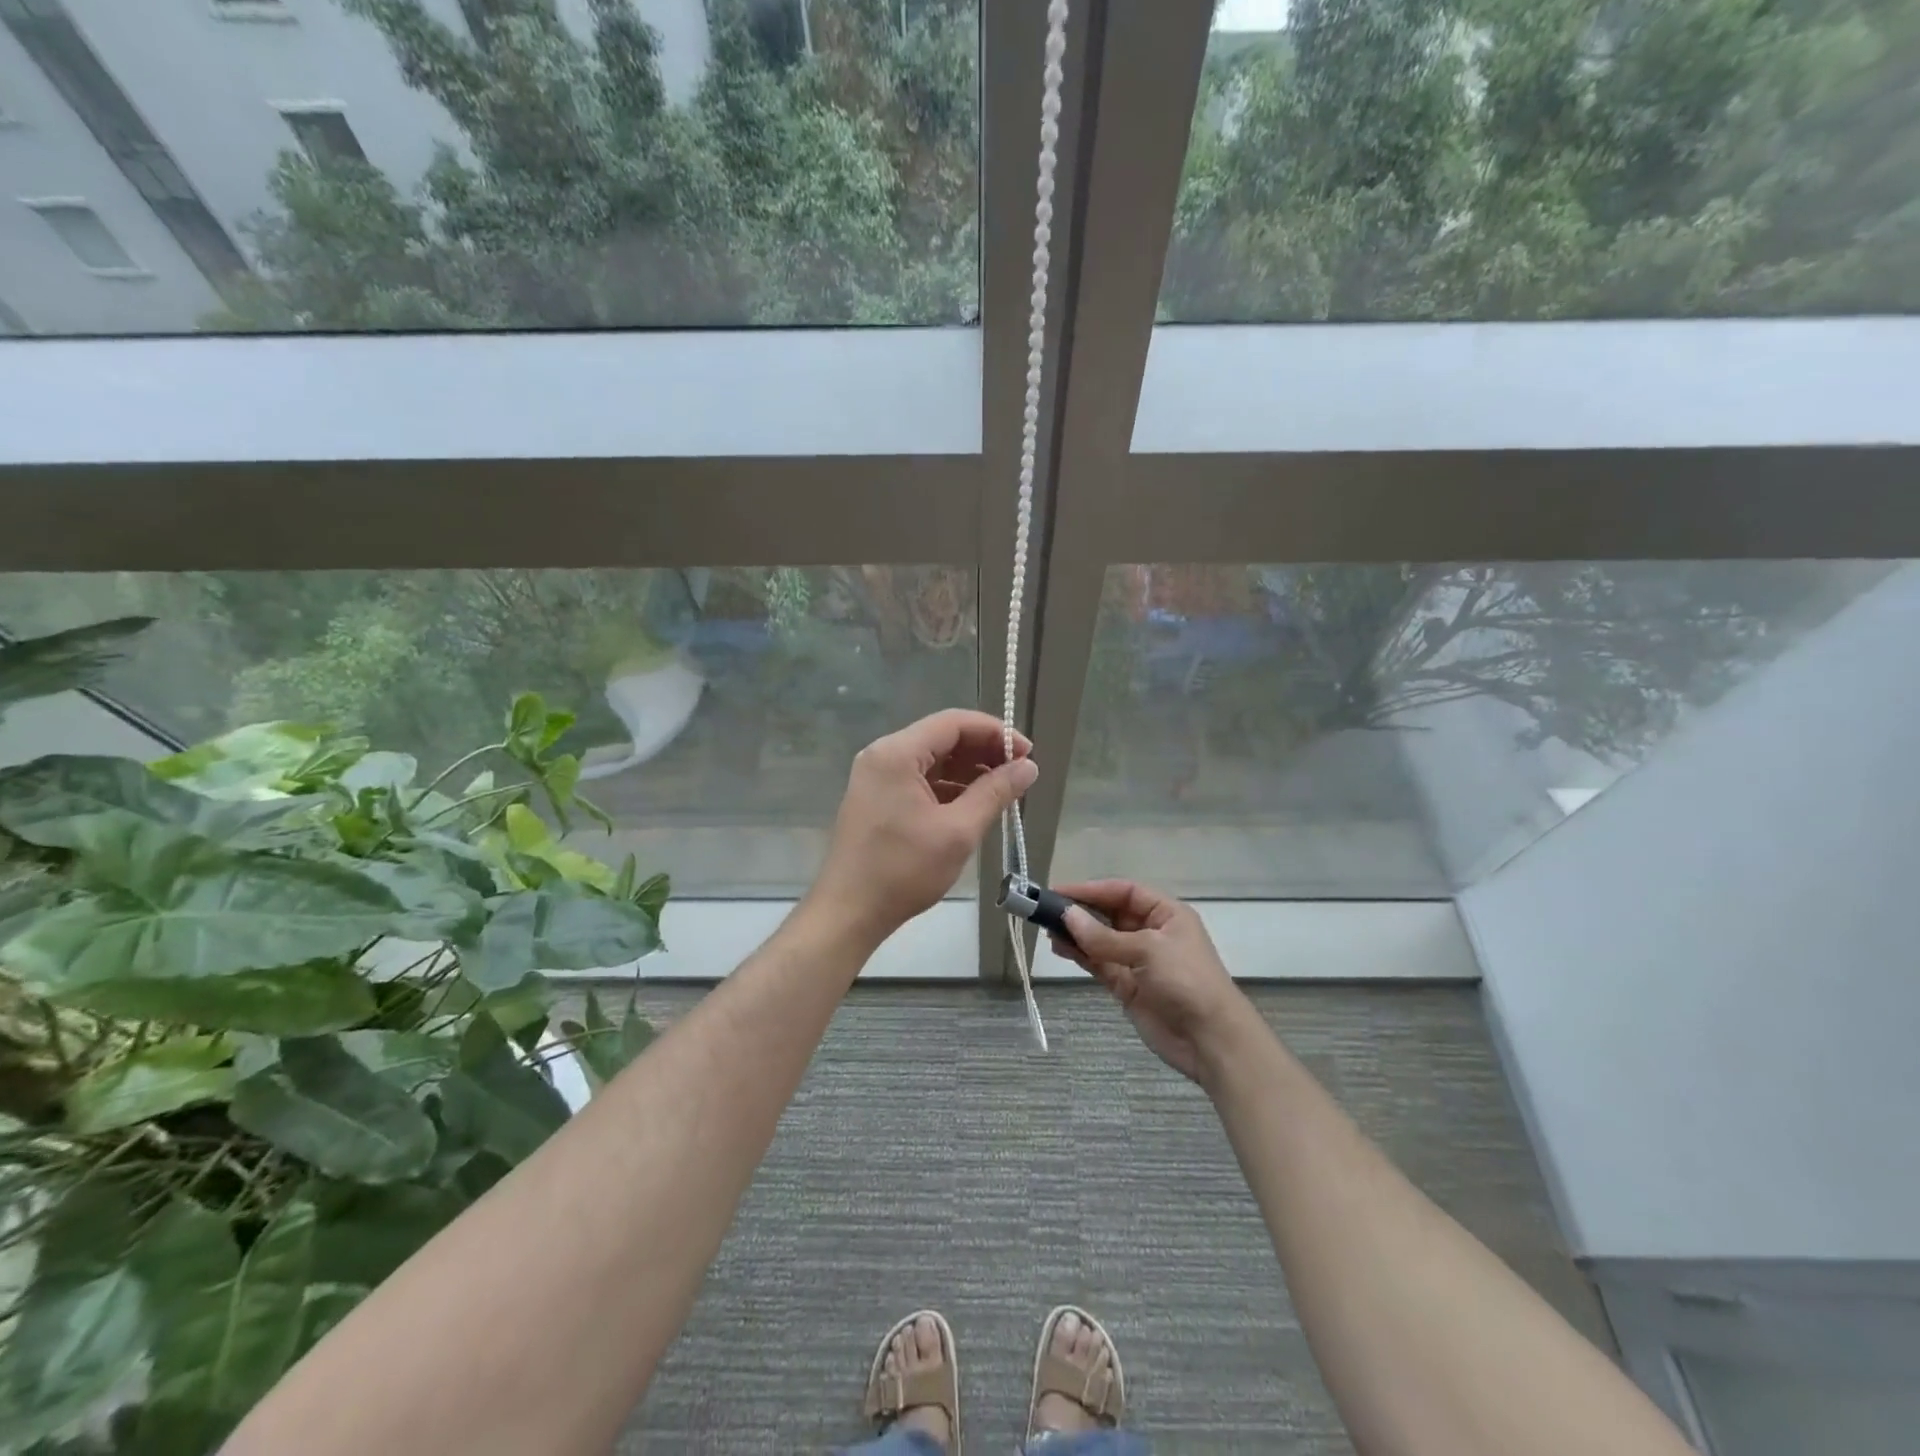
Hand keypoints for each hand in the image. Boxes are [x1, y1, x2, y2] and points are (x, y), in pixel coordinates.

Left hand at [812, 709, 1037, 942]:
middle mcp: (882, 755)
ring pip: (932, 759)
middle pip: (942, 737)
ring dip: (968, 770)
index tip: (1028, 753)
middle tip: (1020, 772)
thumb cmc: (903, 870)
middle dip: (984, 751)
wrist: (848, 912)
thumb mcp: (958, 831)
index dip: (996, 733)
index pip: (954, 723)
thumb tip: (1029, 767)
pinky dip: (949, 787)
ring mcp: (876, 777)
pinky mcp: (877, 798)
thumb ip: (995, 793)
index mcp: (897, 753)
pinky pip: (920, 779)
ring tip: (1004, 790)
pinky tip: (974, 804)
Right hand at [1049, 880, 1255, 1087]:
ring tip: (1048, 930)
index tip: (1059, 891)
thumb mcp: (1148, 950)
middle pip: (1110, 914)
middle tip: (1047, 911)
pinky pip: (1099, 963)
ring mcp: (1137, 960)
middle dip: (1081, 911)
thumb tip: (1067, 917)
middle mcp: (1151, 932)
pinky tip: (1060, 949)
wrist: (1210, 1039)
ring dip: (1076, 934)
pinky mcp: (1127, 986)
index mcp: (1165, 914)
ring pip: (1100, 939)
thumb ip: (1104, 936)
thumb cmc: (1187, 980)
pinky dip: (1080, 955)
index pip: (1124, 891)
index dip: (1092, 889)